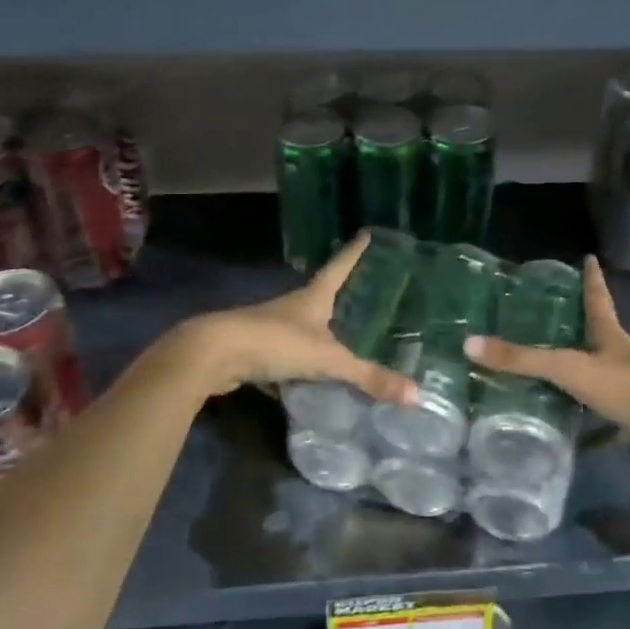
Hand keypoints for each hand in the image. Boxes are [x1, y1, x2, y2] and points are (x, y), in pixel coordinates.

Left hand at [172, 233, 417, 405]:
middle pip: (321, 295)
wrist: (212, 354)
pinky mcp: (256, 351)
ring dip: (319, 331)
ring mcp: (271, 327)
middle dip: (340, 294)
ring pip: (302, 327)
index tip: (366, 233)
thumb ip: (368, 377)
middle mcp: (292, 307)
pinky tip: (309, 380)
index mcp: (312, 298)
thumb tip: (416, 395)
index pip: (339, 267)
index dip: (354, 252)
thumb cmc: (274, 342)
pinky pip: (286, 355)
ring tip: (343, 338)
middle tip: (365, 293)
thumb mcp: (326, 359)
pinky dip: (299, 364)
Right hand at [465, 256, 629, 468]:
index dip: (591, 278)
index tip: (589, 257)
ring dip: (581, 361)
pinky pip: (602, 401)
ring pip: (600, 366)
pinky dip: (584, 403)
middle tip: (555, 309)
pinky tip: (568, 412)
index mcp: (610, 334)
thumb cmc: (625, 387)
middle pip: (600, 330)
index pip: (597, 297)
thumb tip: (468, 344)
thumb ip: (522, 360)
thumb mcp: (568, 369)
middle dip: (581, 319)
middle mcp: (622, 353)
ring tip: (552, 359)